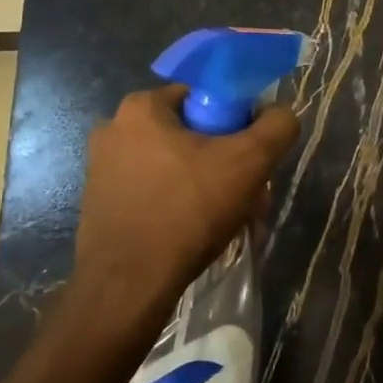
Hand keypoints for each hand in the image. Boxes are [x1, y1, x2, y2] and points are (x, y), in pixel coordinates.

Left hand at [66, 86, 299, 325]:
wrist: (128, 287)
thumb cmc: (188, 211)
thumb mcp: (250, 162)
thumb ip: (277, 126)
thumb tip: (280, 114)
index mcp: (142, 107)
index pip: (207, 96)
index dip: (238, 122)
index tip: (253, 155)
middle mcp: (114, 129)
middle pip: (193, 133)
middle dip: (228, 161)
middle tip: (250, 193)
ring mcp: (103, 168)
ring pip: (177, 165)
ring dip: (210, 185)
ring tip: (234, 219)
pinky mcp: (101, 203)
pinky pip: (156, 190)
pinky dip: (182, 204)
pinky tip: (202, 232)